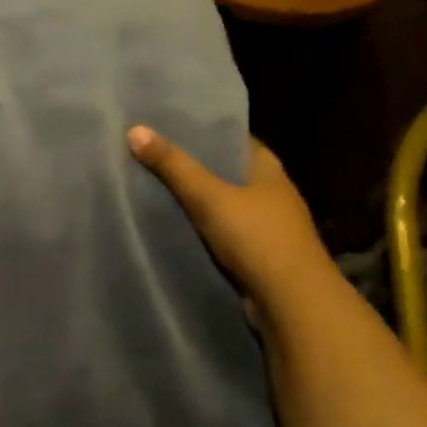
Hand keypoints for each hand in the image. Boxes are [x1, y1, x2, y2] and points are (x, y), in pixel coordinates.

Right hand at [127, 128, 334, 306]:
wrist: (291, 300)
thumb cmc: (256, 238)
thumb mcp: (209, 197)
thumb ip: (173, 166)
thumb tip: (135, 129)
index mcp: (267, 167)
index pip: (231, 137)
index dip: (200, 130)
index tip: (164, 126)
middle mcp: (269, 191)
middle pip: (223, 170)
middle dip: (191, 165)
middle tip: (147, 155)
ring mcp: (264, 224)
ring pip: (221, 202)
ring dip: (193, 199)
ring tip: (149, 187)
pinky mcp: (255, 253)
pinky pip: (220, 231)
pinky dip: (198, 226)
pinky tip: (170, 224)